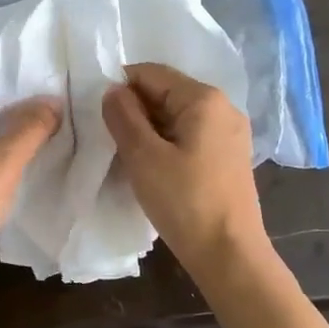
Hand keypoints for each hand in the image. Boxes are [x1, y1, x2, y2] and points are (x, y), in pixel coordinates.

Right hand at [102, 63, 266, 278]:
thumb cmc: (184, 201)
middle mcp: (223, 107)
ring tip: (129, 157)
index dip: (120, 88)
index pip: (151, 73)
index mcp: (204, 98)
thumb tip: (113, 90)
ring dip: (149, 130)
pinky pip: (190, 136)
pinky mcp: (229, 157)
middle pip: (166, 92)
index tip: (99, 116)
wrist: (229, 254)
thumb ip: (123, 116)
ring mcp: (230, 133)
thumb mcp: (143, 156)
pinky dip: (167, 144)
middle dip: (135, 110)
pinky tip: (153, 169)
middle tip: (111, 140)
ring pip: (177, 116)